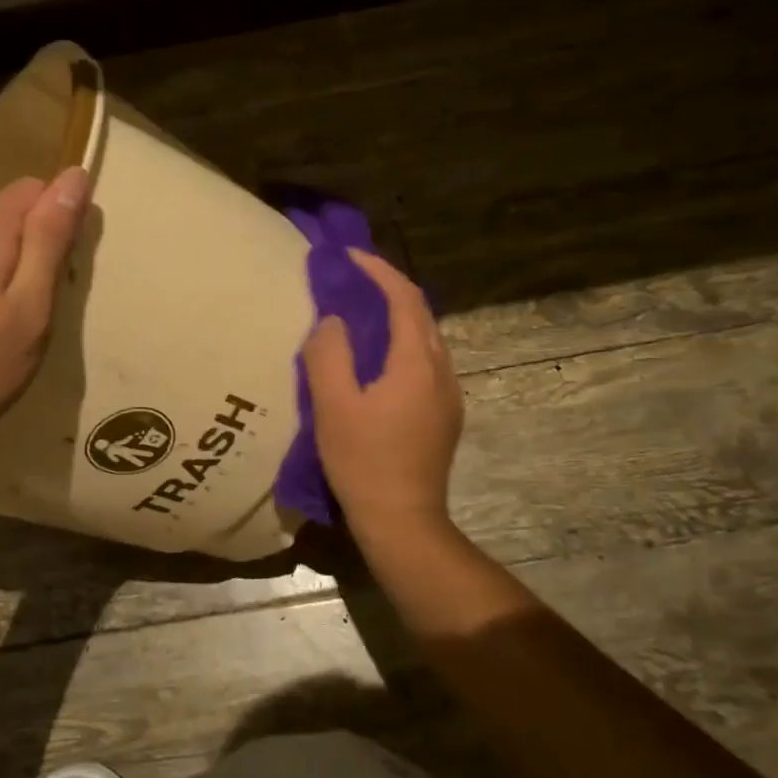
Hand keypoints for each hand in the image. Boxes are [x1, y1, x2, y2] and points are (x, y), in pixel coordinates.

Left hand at [0, 167, 89, 452]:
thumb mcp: (31, 305)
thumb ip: (52, 237)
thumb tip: (75, 175)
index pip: (37, 188)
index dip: (62, 221)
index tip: (66, 272)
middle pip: (9, 212)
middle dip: (35, 247)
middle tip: (40, 307)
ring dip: (7, 266)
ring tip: (10, 322)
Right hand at [302, 249, 462, 539]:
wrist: (403, 521)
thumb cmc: (363, 462)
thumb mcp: (333, 406)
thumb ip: (329, 354)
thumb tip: (334, 321)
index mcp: (416, 363)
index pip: (404, 298)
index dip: (378, 271)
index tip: (349, 257)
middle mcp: (441, 371)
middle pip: (420, 314)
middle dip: (389, 288)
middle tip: (352, 280)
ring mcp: (448, 395)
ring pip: (426, 338)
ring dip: (397, 316)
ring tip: (362, 313)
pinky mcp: (445, 416)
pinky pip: (425, 362)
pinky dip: (402, 343)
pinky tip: (378, 359)